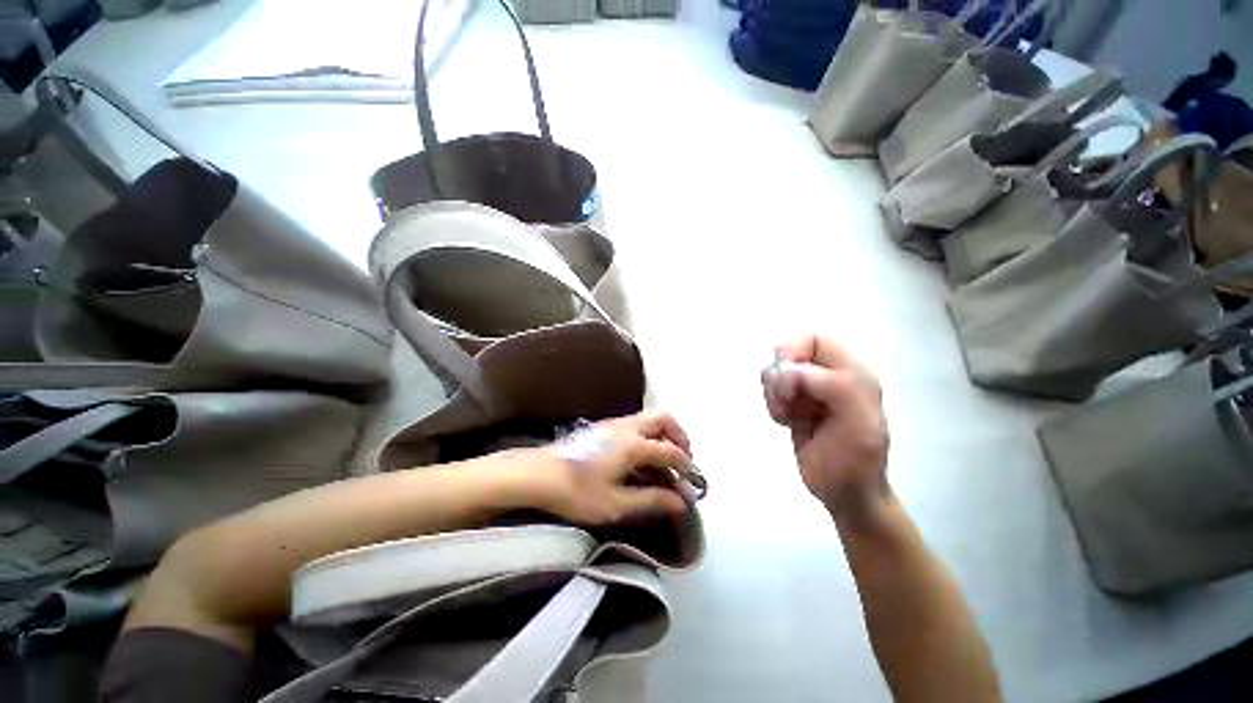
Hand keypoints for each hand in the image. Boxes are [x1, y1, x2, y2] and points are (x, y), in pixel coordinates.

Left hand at [528, 412, 692, 525]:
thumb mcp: (615, 504)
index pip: (670, 451)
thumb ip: (650, 500)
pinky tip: (641, 456)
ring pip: (648, 419)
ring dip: (663, 434)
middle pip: (663, 420)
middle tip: (684, 459)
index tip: (693, 482)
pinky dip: (648, 435)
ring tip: (665, 458)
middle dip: (679, 437)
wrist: (537, 474)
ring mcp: (614, 424)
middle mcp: (628, 427)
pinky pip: (635, 424)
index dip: (685, 467)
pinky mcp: (602, 427)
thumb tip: (680, 502)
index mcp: (634, 445)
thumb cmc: (577, 491)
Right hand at [761, 335, 891, 523]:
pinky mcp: (793, 402)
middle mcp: (829, 373)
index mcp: (852, 371)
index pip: (813, 337)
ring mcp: (809, 388)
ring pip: (774, 371)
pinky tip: (785, 421)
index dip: (793, 350)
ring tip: (788, 416)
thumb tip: (790, 371)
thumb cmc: (855, 462)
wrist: (844, 493)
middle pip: (787, 350)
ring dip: (774, 393)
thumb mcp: (859, 424)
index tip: (788, 379)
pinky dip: (772, 404)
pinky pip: (770, 389)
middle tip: (786, 401)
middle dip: (779, 376)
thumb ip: (835, 387)